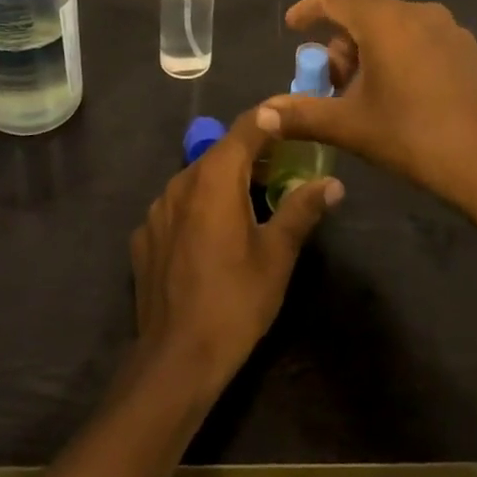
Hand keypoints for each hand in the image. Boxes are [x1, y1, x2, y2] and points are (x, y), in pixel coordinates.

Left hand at [130, 109, 343, 398]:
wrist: (176, 360)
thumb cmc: (235, 301)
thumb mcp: (277, 255)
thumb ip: (302, 210)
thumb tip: (333, 183)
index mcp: (214, 178)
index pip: (246, 128)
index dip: (271, 118)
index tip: (293, 116)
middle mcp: (180, 182)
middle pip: (220, 153)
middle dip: (252, 153)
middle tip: (283, 165)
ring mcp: (156, 210)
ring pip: (196, 179)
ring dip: (223, 181)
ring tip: (251, 200)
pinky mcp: (144, 236)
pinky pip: (177, 208)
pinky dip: (199, 208)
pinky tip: (213, 236)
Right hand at [256, 0, 476, 221]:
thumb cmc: (414, 136)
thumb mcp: (351, 126)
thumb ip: (302, 115)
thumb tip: (262, 115)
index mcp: (384, 20)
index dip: (308, 9)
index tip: (292, 28)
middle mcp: (417, 12)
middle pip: (364, 13)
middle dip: (340, 44)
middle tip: (331, 84)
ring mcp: (448, 29)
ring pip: (393, 27)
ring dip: (368, 52)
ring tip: (363, 96)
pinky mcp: (468, 51)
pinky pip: (419, 39)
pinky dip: (397, 56)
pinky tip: (400, 96)